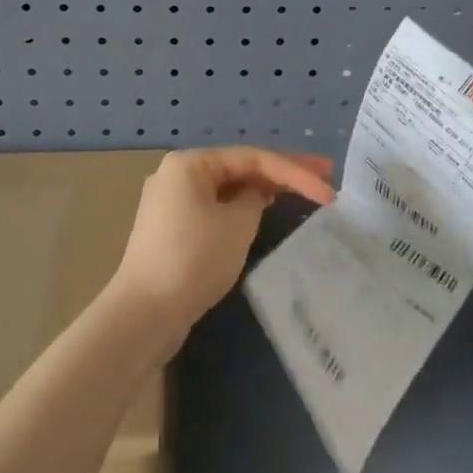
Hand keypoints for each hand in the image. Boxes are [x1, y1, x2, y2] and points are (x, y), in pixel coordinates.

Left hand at [113, 148, 336, 341]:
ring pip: (228, 189)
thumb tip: (257, 194)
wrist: (144, 314)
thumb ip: (255, 200)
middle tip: (325, 176)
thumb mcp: (236, 225)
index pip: (253, 158)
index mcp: (190, 163)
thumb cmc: (193, 259)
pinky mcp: (173, 230)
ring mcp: (172, 203)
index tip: (328, 190)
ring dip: (263, 190)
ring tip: (302, 192)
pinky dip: (243, 209)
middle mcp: (178, 175)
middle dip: (282, 173)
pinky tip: (265, 212)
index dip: (295, 171)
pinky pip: (216, 208)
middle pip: (240, 168)